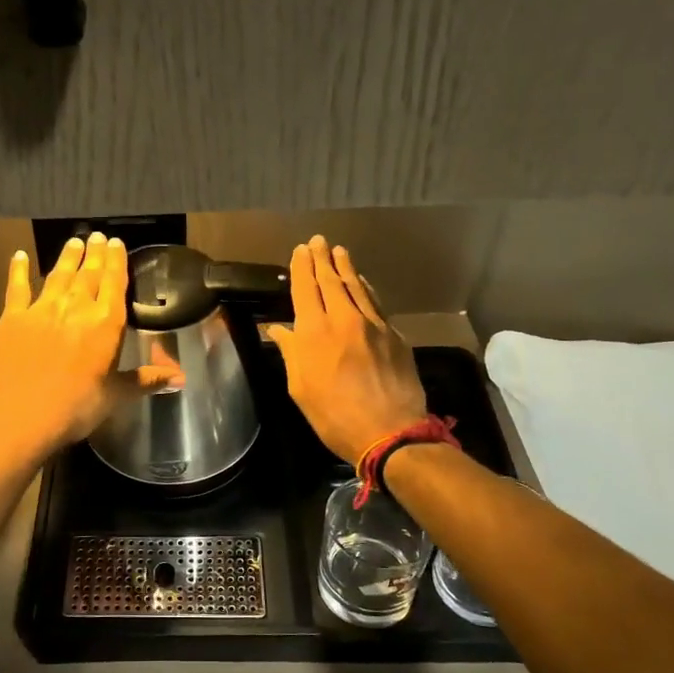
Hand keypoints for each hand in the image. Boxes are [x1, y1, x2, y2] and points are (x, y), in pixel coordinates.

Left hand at [0, 234, 180, 458]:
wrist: (24, 415)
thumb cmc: (78, 407)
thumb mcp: (117, 395)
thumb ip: (147, 380)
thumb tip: (182, 379)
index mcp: (106, 323)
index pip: (115, 283)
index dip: (117, 261)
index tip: (116, 243)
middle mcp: (77, 307)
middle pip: (89, 274)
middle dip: (95, 254)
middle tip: (97, 235)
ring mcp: (43, 309)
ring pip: (59, 275)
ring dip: (67, 257)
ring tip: (74, 241)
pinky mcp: (13, 318)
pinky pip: (17, 288)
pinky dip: (18, 270)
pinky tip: (18, 256)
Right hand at [268, 235, 427, 464]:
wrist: (389, 431)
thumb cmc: (334, 416)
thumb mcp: (300, 389)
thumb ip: (291, 353)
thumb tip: (279, 329)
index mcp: (314, 333)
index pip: (305, 289)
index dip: (301, 268)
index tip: (300, 251)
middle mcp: (343, 320)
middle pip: (331, 281)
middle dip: (322, 259)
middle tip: (318, 241)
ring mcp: (373, 325)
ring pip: (357, 287)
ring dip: (346, 267)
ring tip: (339, 251)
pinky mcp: (394, 335)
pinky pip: (376, 303)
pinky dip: (366, 288)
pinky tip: (363, 282)